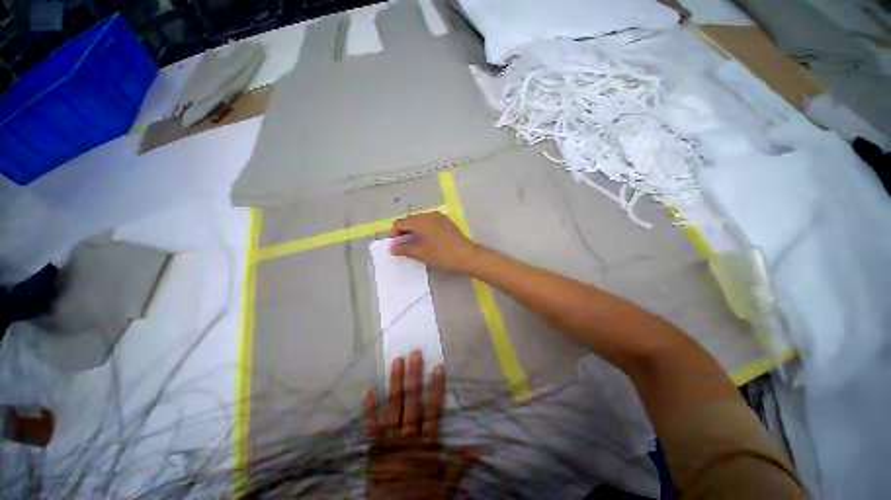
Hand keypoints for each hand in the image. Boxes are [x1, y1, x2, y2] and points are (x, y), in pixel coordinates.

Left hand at [364, 351, 476, 499]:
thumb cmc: (421, 499)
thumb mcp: (446, 487)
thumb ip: (460, 465)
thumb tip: (483, 448)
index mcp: (426, 445)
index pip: (434, 411)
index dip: (436, 388)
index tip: (438, 368)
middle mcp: (408, 438)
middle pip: (412, 403)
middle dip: (415, 377)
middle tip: (415, 354)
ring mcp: (389, 442)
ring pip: (394, 407)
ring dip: (395, 384)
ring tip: (397, 362)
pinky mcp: (375, 450)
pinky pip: (371, 427)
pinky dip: (369, 409)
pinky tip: (366, 391)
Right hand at [390, 212, 480, 271]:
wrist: (467, 255)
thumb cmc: (442, 255)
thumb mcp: (421, 253)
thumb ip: (404, 249)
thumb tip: (392, 248)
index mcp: (420, 221)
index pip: (400, 223)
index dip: (393, 233)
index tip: (393, 246)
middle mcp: (428, 215)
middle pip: (410, 220)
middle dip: (403, 232)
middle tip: (402, 246)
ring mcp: (439, 217)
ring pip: (420, 221)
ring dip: (414, 230)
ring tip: (414, 244)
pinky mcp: (446, 221)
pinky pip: (430, 222)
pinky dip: (424, 229)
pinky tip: (426, 240)